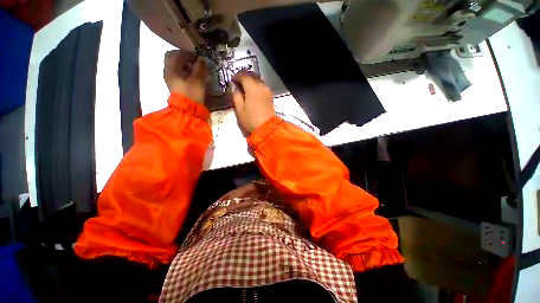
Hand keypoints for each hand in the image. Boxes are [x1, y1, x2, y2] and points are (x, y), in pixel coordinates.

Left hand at [164, 50, 207, 103]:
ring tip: (194, 68)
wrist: (187, 110)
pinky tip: (192, 76)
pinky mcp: (175, 86)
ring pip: (175, 66)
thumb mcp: (198, 80)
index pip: (178, 54)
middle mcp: (168, 72)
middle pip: (172, 58)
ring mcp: (170, 79)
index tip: (198, 56)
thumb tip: (202, 59)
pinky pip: (177, 73)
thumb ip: (200, 68)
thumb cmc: (192, 94)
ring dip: (184, 65)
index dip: (188, 53)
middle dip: (183, 57)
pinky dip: (184, 72)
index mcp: (172, 68)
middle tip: (194, 60)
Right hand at [232, 72, 274, 132]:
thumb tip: (235, 88)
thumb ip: (236, 96)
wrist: (267, 127)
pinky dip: (256, 86)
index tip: (232, 81)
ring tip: (245, 88)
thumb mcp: (240, 109)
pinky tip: (252, 92)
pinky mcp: (271, 95)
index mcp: (252, 88)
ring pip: (258, 80)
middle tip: (238, 83)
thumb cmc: (251, 119)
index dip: (236, 76)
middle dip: (244, 77)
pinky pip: (262, 86)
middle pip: (252, 76)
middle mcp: (261, 86)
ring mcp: (267, 90)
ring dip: (251, 81)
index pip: (244, 75)